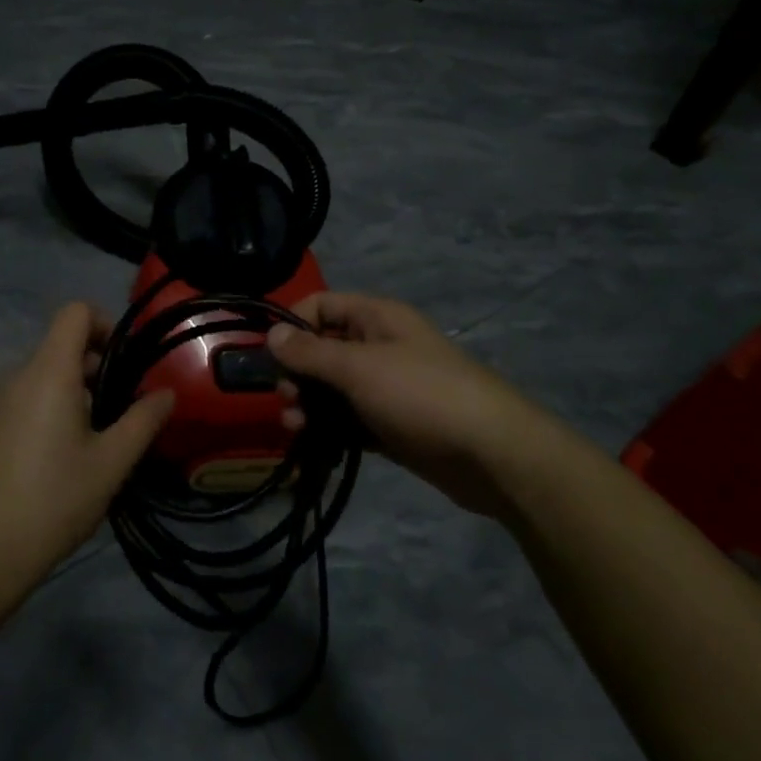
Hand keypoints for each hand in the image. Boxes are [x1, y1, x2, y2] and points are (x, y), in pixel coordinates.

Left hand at [0, 302, 174, 597]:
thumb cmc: (53, 501)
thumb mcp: (111, 463)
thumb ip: (143, 420)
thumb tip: (167, 393)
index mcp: (47, 372)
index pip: (74, 312)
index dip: (104, 324)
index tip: (125, 364)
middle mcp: (15, 376)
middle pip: (59, 345)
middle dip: (95, 367)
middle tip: (118, 412)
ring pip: (41, 375)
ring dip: (72, 392)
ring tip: (91, 441)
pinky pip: (22, 399)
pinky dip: (46, 409)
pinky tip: (56, 459)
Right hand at [268, 292, 519, 515]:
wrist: (491, 454)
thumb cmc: (421, 395)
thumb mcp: (359, 367)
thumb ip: (311, 352)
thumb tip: (271, 333)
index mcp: (377, 318)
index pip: (322, 306)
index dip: (292, 325)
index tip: (270, 356)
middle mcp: (380, 346)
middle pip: (324, 349)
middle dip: (298, 373)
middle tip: (287, 400)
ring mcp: (387, 388)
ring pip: (335, 389)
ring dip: (310, 405)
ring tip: (296, 429)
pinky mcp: (392, 425)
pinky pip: (351, 420)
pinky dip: (331, 430)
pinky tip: (315, 447)